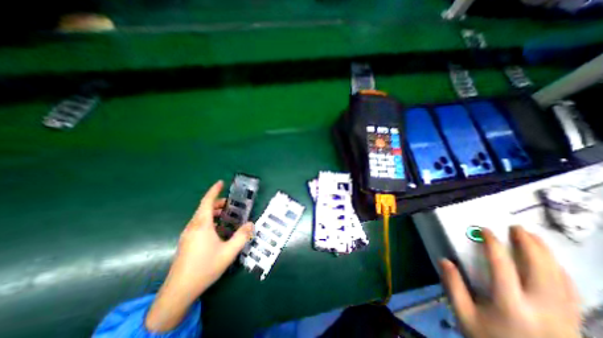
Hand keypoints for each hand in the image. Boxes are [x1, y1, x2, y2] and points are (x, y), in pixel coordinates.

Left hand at [145, 181, 253, 331]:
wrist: (179, 291)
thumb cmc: (205, 268)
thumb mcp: (229, 252)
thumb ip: (242, 236)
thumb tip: (251, 224)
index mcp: (202, 225)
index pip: (207, 202)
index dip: (214, 191)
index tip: (220, 182)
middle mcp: (193, 227)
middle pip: (204, 208)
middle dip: (217, 203)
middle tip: (230, 204)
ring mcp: (187, 235)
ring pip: (201, 217)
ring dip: (213, 213)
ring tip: (226, 216)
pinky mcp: (186, 242)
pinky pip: (199, 225)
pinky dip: (209, 221)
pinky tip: (218, 231)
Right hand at [442, 226, 580, 336]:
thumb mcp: (464, 316)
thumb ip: (453, 286)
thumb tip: (444, 260)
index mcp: (510, 305)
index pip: (502, 265)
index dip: (493, 244)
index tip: (485, 230)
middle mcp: (542, 309)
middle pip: (541, 269)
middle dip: (530, 245)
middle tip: (517, 228)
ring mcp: (564, 318)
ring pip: (562, 280)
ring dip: (549, 255)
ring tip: (536, 239)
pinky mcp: (574, 325)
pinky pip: (572, 293)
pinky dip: (562, 273)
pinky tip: (553, 264)